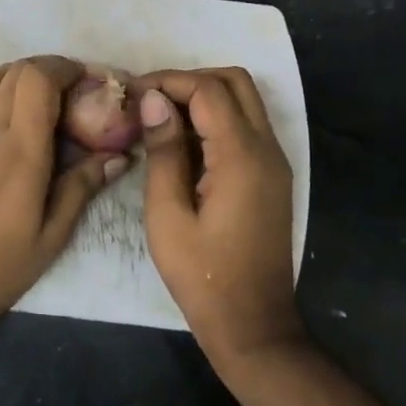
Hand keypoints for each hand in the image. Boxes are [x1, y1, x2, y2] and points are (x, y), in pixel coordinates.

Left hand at [0, 56, 128, 327]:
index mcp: (20, 151)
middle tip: (65, 92)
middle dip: (46, 70)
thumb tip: (118, 156)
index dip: (65, 68)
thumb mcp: (51, 237)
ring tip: (31, 100)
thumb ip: (82, 188)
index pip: (39, 79)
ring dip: (14, 78)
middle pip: (14, 71)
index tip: (84, 79)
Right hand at [135, 67, 303, 366]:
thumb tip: (153, 100)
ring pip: (244, 102)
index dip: (168, 81)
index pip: (208, 90)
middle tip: (149, 101)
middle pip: (235, 82)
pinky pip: (246, 128)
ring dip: (203, 97)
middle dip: (189, 80)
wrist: (252, 324)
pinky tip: (181, 144)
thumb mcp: (168, 215)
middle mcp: (267, 149)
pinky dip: (215, 120)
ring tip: (159, 119)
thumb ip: (163, 152)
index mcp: (241, 157)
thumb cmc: (202, 276)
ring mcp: (274, 163)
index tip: (131, 93)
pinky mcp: (271, 177)